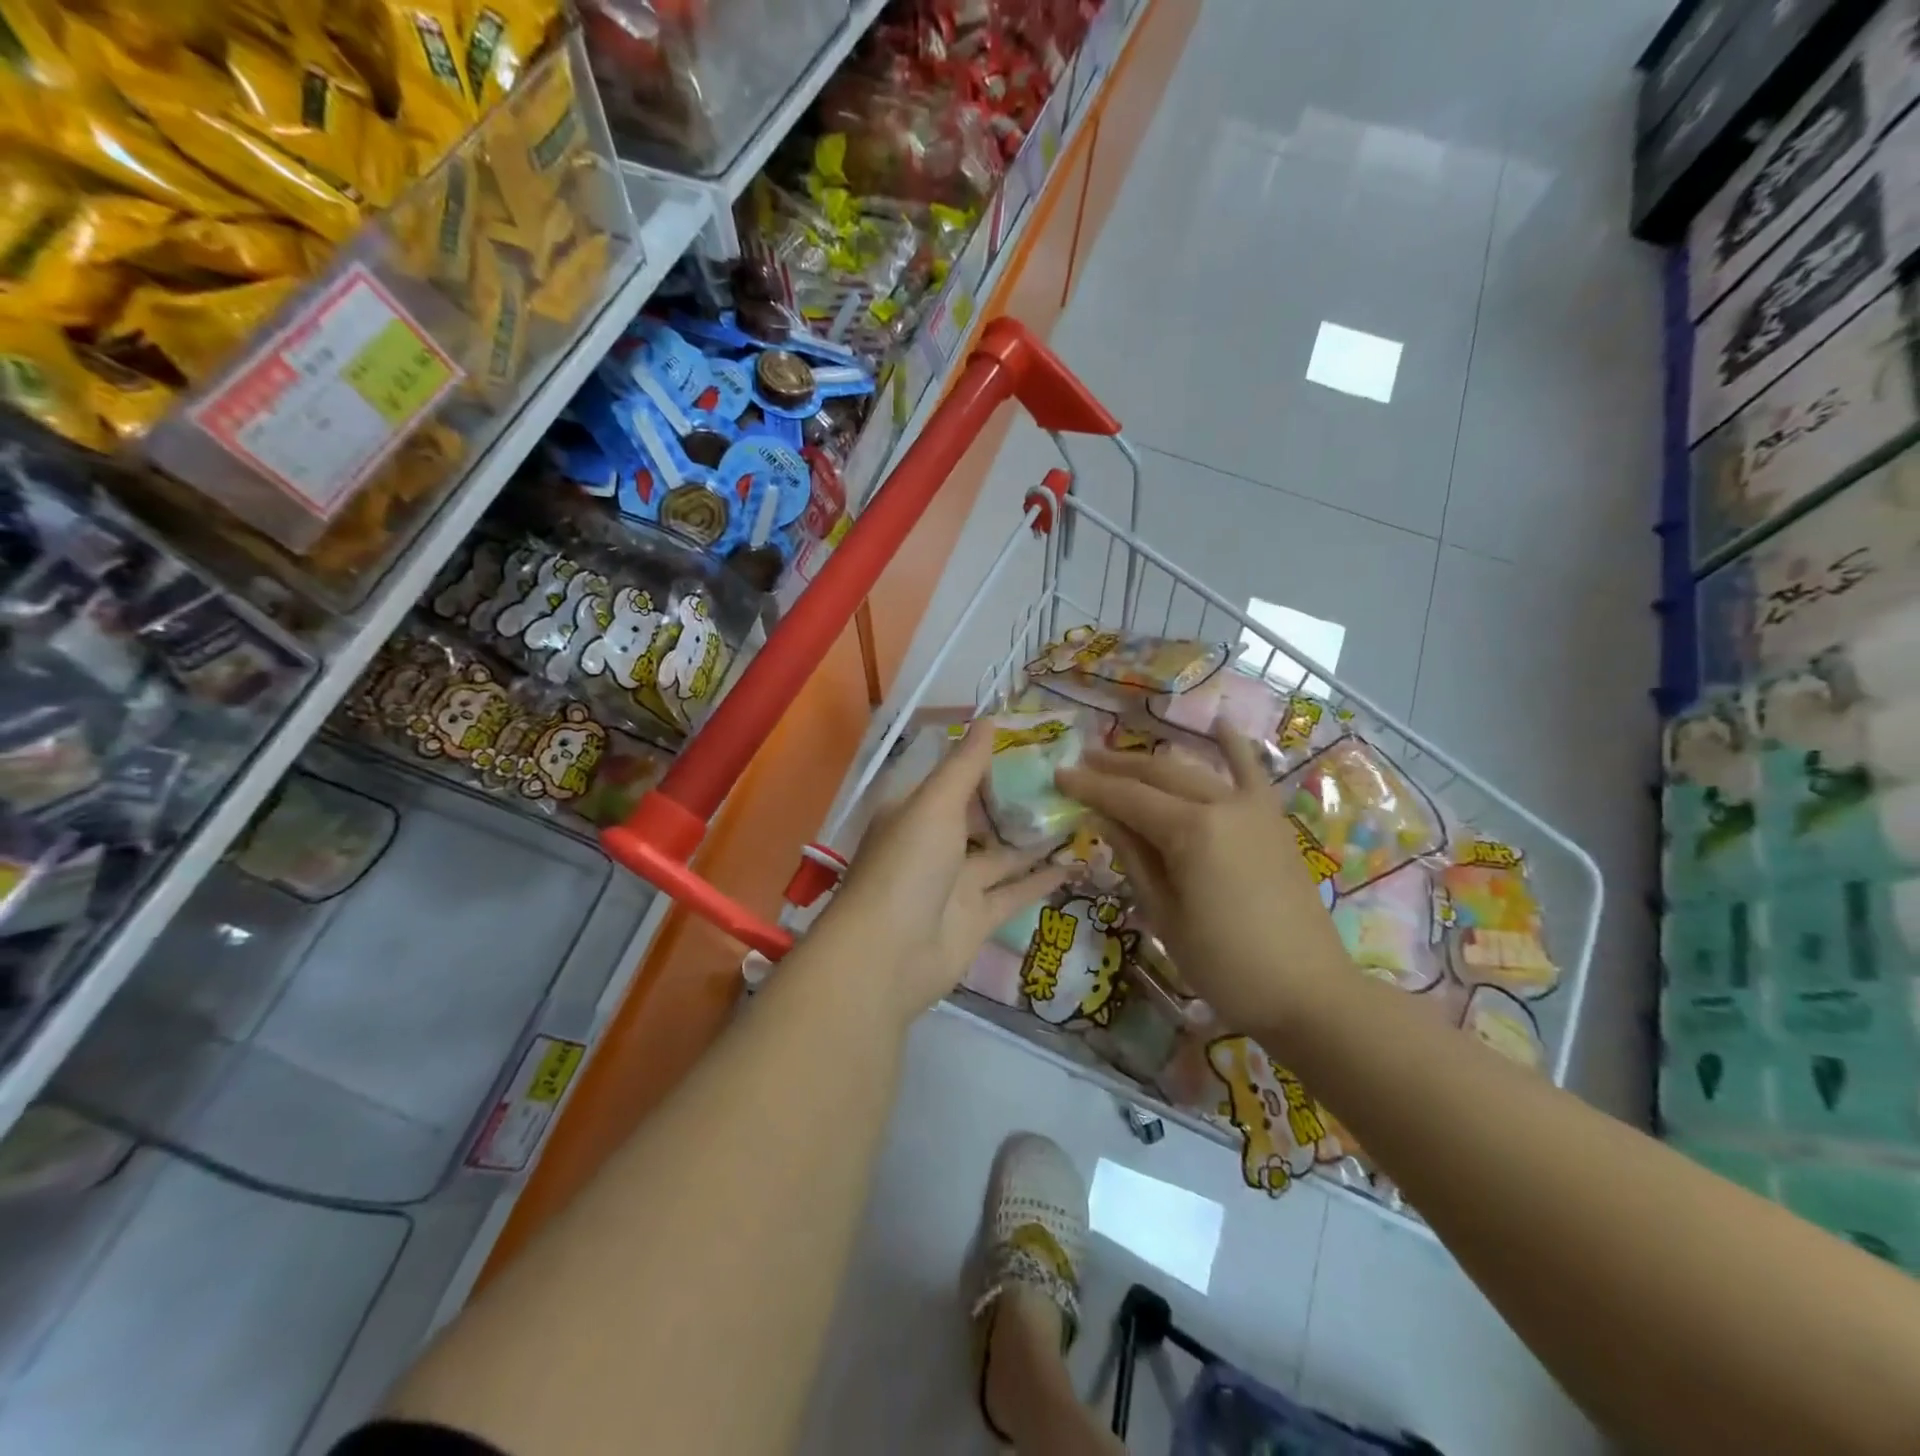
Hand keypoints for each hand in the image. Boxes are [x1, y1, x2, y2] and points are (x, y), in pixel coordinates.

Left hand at [823, 725, 1068, 1024]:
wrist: (888, 955)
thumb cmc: (907, 865)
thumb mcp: (934, 804)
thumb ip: (965, 765)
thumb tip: (989, 717)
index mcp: (916, 811)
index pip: (957, 778)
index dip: (992, 761)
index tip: (1036, 744)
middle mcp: (935, 843)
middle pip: (983, 816)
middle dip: (1019, 800)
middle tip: (1070, 779)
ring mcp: (956, 883)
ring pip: (1003, 854)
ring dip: (1036, 838)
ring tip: (1082, 813)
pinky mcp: (977, 918)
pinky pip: (1014, 892)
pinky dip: (1042, 878)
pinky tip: (1077, 861)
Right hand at [1056, 732, 1352, 1036]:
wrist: (1307, 992)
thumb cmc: (1225, 965)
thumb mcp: (1164, 916)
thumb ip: (1134, 858)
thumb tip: (1104, 818)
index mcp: (1191, 832)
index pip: (1127, 799)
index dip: (1090, 787)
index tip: (1059, 775)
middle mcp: (1222, 805)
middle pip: (1159, 775)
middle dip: (1116, 767)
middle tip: (1082, 763)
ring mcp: (1253, 808)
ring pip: (1194, 771)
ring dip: (1155, 761)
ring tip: (1122, 756)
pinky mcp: (1273, 821)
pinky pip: (1252, 773)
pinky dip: (1235, 747)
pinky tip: (1220, 723)